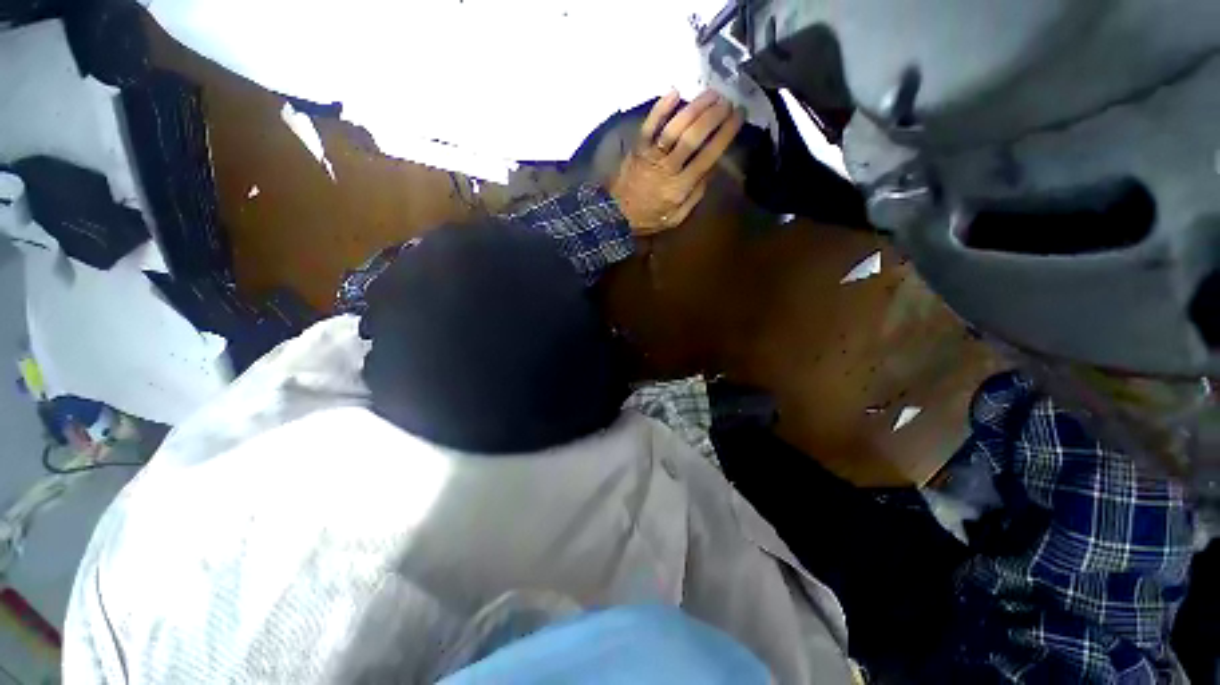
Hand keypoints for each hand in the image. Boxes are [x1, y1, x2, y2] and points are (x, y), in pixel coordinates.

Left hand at [607, 89, 744, 235]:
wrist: (617, 215)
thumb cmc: (650, 217)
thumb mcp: (677, 216)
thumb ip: (695, 194)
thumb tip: (712, 168)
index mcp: (680, 187)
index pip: (708, 156)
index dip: (725, 134)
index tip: (738, 116)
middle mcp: (668, 168)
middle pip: (693, 137)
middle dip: (713, 116)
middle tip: (727, 101)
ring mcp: (651, 156)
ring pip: (674, 128)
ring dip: (694, 108)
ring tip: (711, 94)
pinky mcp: (637, 148)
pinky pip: (649, 125)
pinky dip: (661, 107)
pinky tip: (675, 91)